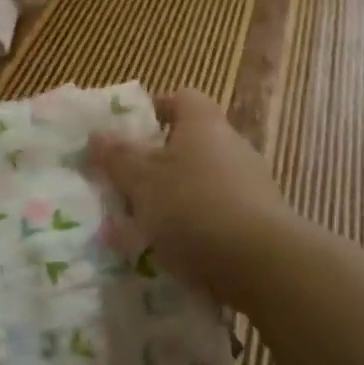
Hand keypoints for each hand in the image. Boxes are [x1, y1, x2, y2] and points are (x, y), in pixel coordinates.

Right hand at [89, 88, 291, 295]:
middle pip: (191, 142)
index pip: (182, 98)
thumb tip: (98, 134)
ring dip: (176, 197)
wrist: (265, 266)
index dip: (155, 108)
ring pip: (203, 181)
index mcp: (204, 125)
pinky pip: (219, 214)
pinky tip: (176, 252)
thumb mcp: (142, 181)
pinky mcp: (262, 222)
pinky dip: (197, 226)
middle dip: (158, 162)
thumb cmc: (194, 208)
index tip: (129, 131)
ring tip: (145, 226)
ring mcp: (253, 185)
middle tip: (128, 184)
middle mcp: (233, 146)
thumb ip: (117, 157)